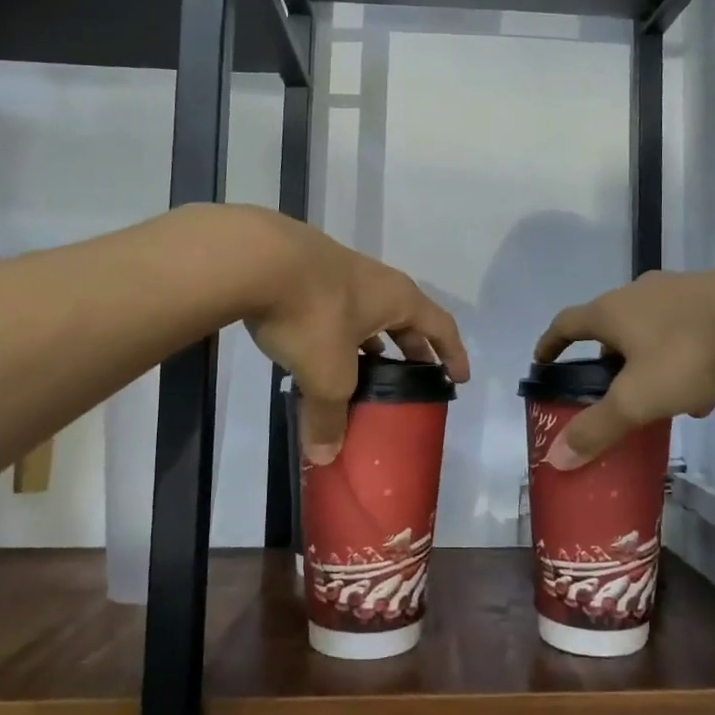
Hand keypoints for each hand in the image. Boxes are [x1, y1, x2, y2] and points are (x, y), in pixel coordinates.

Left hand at [234, 210, 468, 462]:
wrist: (256, 257)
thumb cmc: (313, 314)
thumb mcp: (327, 375)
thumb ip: (328, 417)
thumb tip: (323, 457)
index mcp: (398, 299)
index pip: (441, 327)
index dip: (453, 354)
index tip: (458, 378)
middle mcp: (375, 282)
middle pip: (404, 319)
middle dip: (410, 350)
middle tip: (410, 380)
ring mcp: (337, 273)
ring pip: (364, 314)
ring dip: (368, 342)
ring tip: (361, 371)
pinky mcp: (303, 273)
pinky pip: (331, 310)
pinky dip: (333, 334)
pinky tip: (314, 351)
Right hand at [533, 265, 714, 469]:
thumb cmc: (687, 353)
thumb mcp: (637, 399)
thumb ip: (597, 428)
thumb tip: (555, 458)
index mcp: (611, 311)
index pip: (566, 323)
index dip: (550, 344)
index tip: (542, 361)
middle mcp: (638, 293)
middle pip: (611, 325)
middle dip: (608, 359)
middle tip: (610, 389)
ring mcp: (678, 290)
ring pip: (652, 330)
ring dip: (649, 363)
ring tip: (663, 401)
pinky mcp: (714, 295)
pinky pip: (686, 330)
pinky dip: (684, 359)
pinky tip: (706, 392)